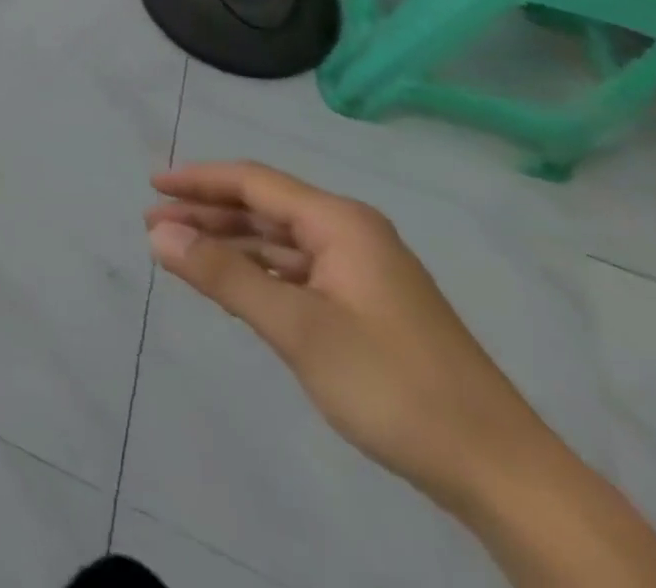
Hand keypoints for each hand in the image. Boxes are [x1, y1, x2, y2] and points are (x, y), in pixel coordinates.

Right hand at [145, 160, 550, 512]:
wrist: (503, 475)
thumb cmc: (394, 385)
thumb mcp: (297, 328)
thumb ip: (224, 275)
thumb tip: (158, 235)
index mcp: (340, 223)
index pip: (252, 181)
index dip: (198, 180)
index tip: (152, 186)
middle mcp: (351, 235)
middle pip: (264, 207)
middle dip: (207, 213)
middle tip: (154, 224)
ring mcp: (362, 272)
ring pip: (279, 241)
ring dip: (229, 243)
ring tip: (181, 252)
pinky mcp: (368, 307)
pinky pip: (297, 271)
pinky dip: (258, 271)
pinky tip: (233, 286)